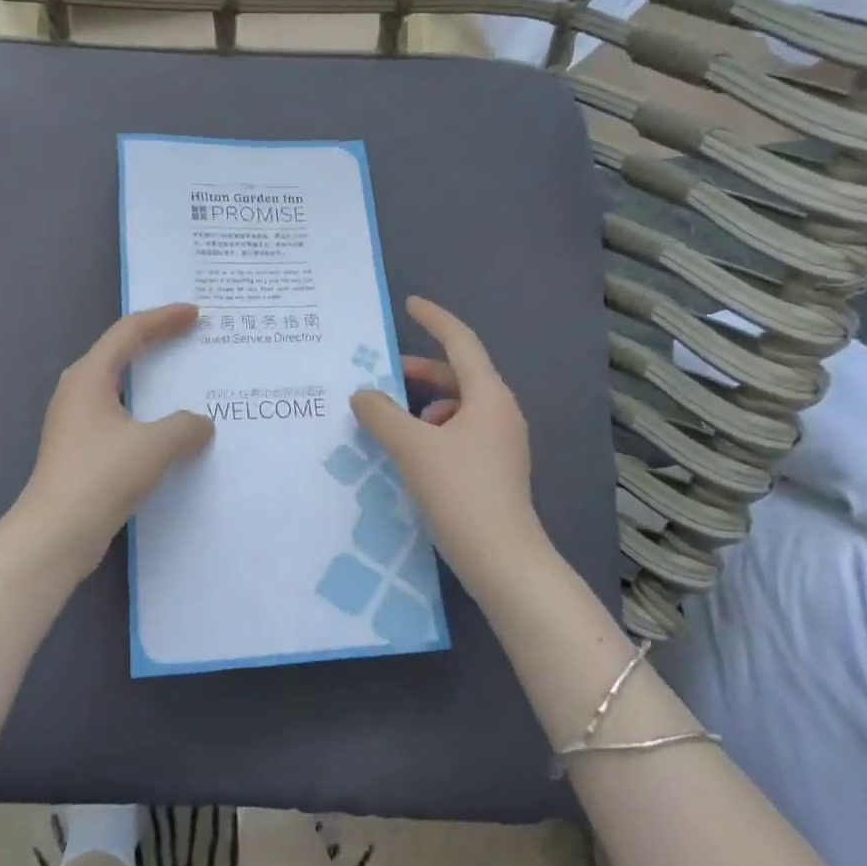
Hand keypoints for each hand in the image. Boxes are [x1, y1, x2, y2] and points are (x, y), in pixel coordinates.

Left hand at [3, 304, 215, 587]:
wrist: (54, 535)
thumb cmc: (101, 477)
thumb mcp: (154, 446)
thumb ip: (185, 427)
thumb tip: (201, 424)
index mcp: (90, 376)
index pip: (130, 331)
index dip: (164, 318)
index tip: (195, 314)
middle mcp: (78, 390)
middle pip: (121, 353)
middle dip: (157, 342)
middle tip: (191, 338)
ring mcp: (75, 421)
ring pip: (120, 386)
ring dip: (152, 381)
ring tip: (185, 381)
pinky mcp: (80, 449)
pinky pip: (119, 415)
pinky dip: (146, 412)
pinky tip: (168, 430)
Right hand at [350, 297, 554, 601]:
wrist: (503, 561)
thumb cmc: (460, 491)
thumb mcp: (412, 446)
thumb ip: (381, 413)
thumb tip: (363, 395)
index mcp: (488, 396)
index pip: (460, 342)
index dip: (434, 319)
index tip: (409, 304)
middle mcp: (499, 413)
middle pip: (457, 375)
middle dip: (419, 371)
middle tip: (382, 373)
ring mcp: (500, 444)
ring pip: (456, 407)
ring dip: (422, 405)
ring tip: (389, 419)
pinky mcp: (493, 471)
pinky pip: (458, 433)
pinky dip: (431, 431)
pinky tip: (409, 452)